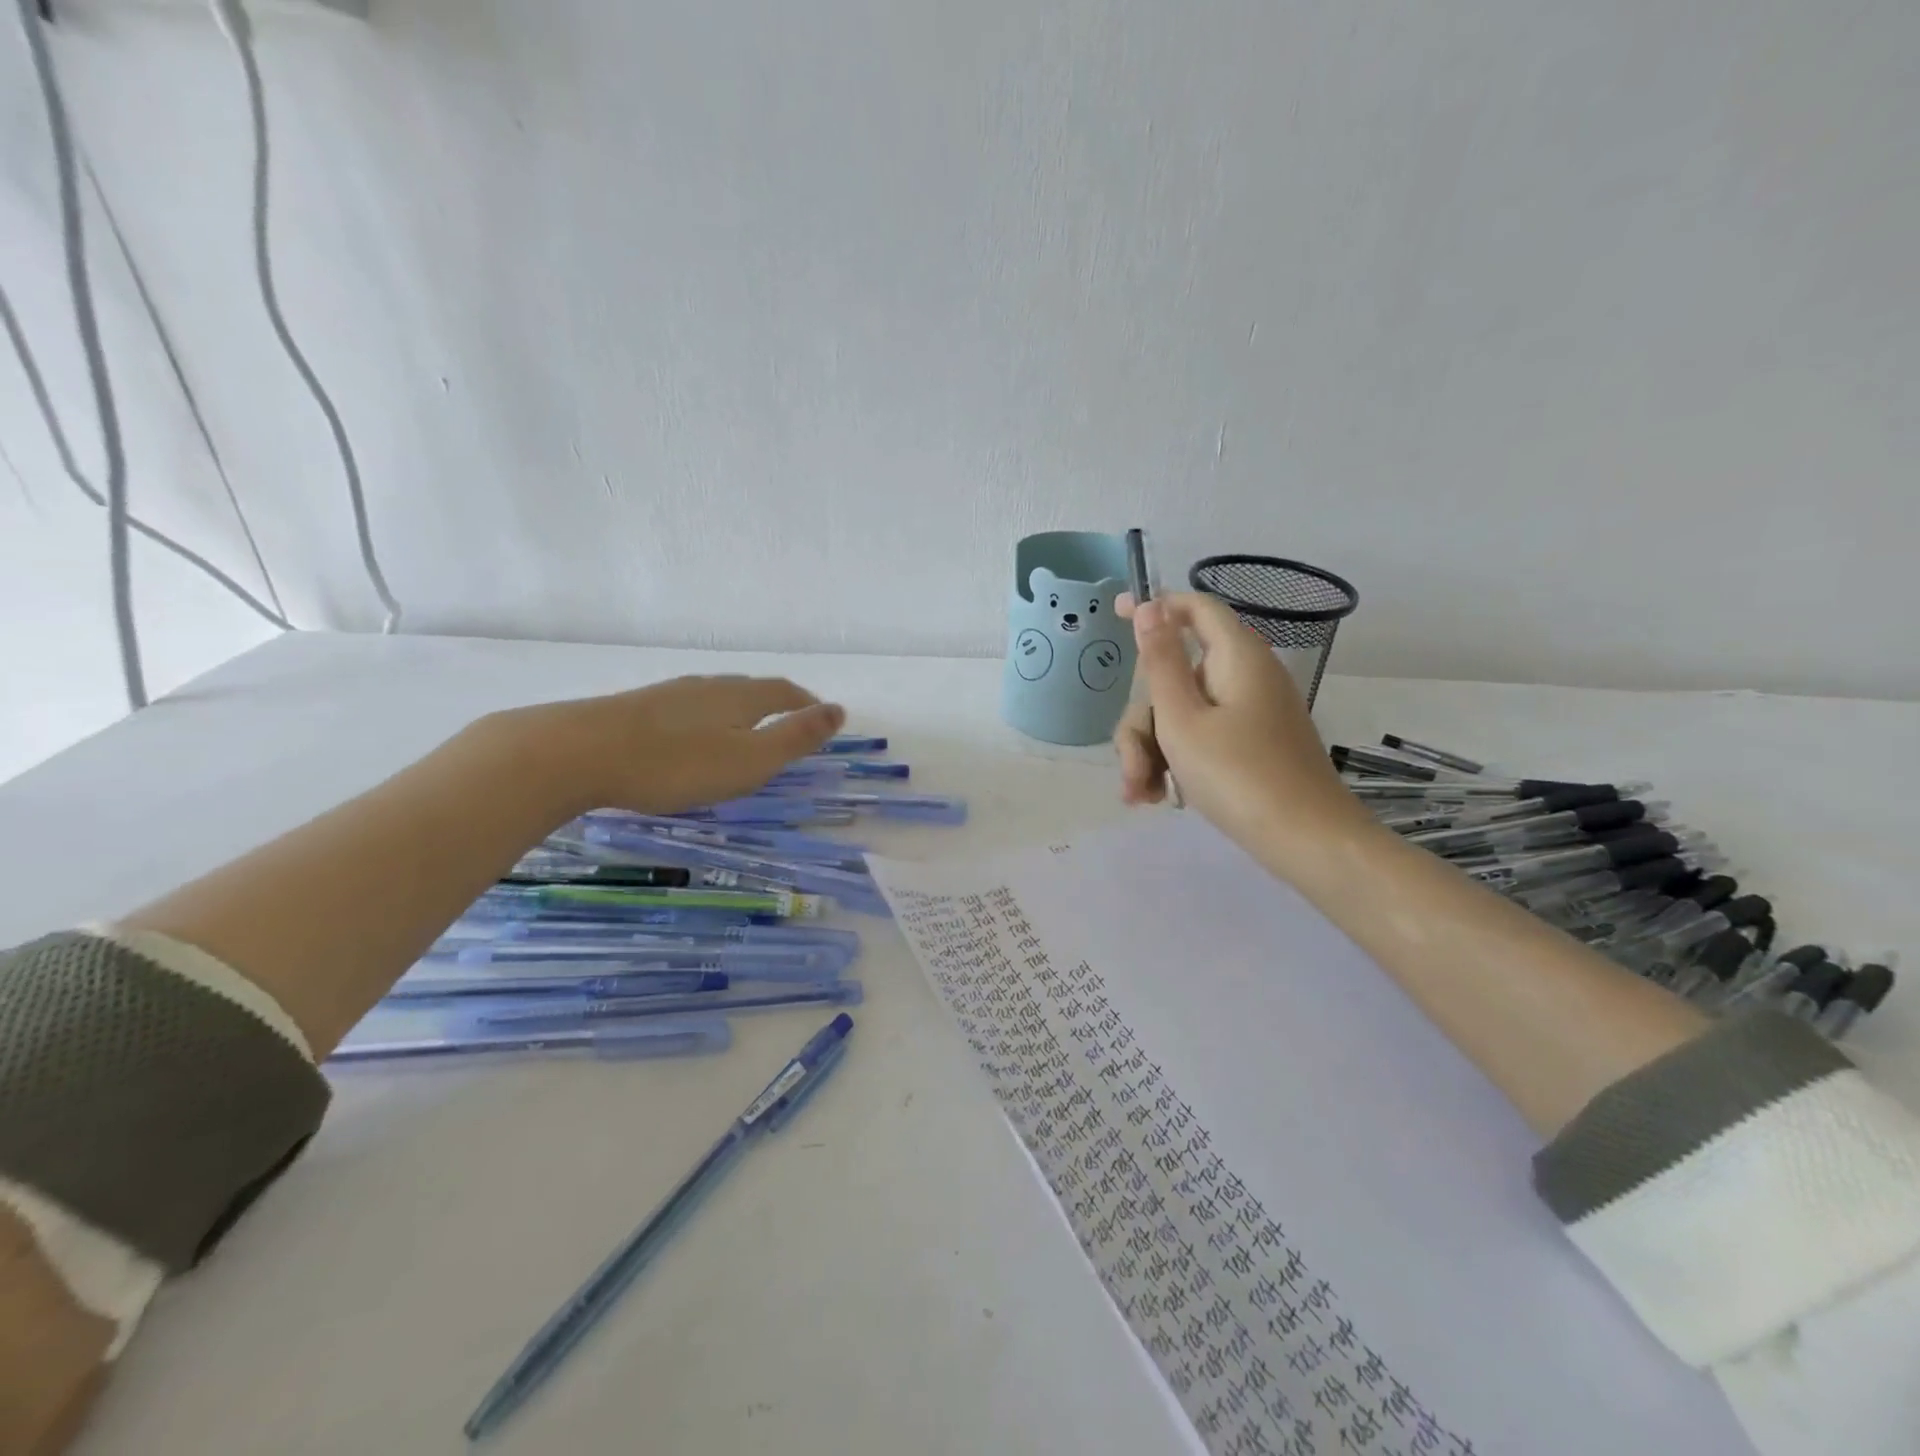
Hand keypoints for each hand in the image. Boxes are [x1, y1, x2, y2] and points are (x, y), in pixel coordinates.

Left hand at [509, 675, 845, 815]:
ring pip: (716, 696)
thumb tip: (838, 710)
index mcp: (740, 698)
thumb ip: (795, 737)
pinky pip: (686, 707)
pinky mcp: (637, 707)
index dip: (807, 704)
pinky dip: (704, 718)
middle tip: (787, 722)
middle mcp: (708, 687)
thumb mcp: (749, 760)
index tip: (821, 717)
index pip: (784, 692)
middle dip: (775, 703)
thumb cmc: (676, 764)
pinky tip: (689, 735)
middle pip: (751, 688)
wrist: (578, 753)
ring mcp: (669, 694)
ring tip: (743, 729)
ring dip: (738, 709)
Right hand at [1114, 592, 1362, 851]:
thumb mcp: (1182, 720)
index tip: (1115, 613)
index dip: (1155, 606)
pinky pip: (1202, 737)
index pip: (1195, 608)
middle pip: (1175, 676)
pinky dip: (1176, 761)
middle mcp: (1244, 677)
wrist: (1305, 841)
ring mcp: (1249, 713)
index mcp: (1236, 657)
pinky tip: (1158, 797)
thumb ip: (1161, 662)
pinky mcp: (1251, 744)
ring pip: (1182, 713)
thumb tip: (1149, 606)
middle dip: (1143, 721)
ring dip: (1152, 750)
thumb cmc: (1237, 776)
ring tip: (1142, 796)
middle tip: (1133, 769)